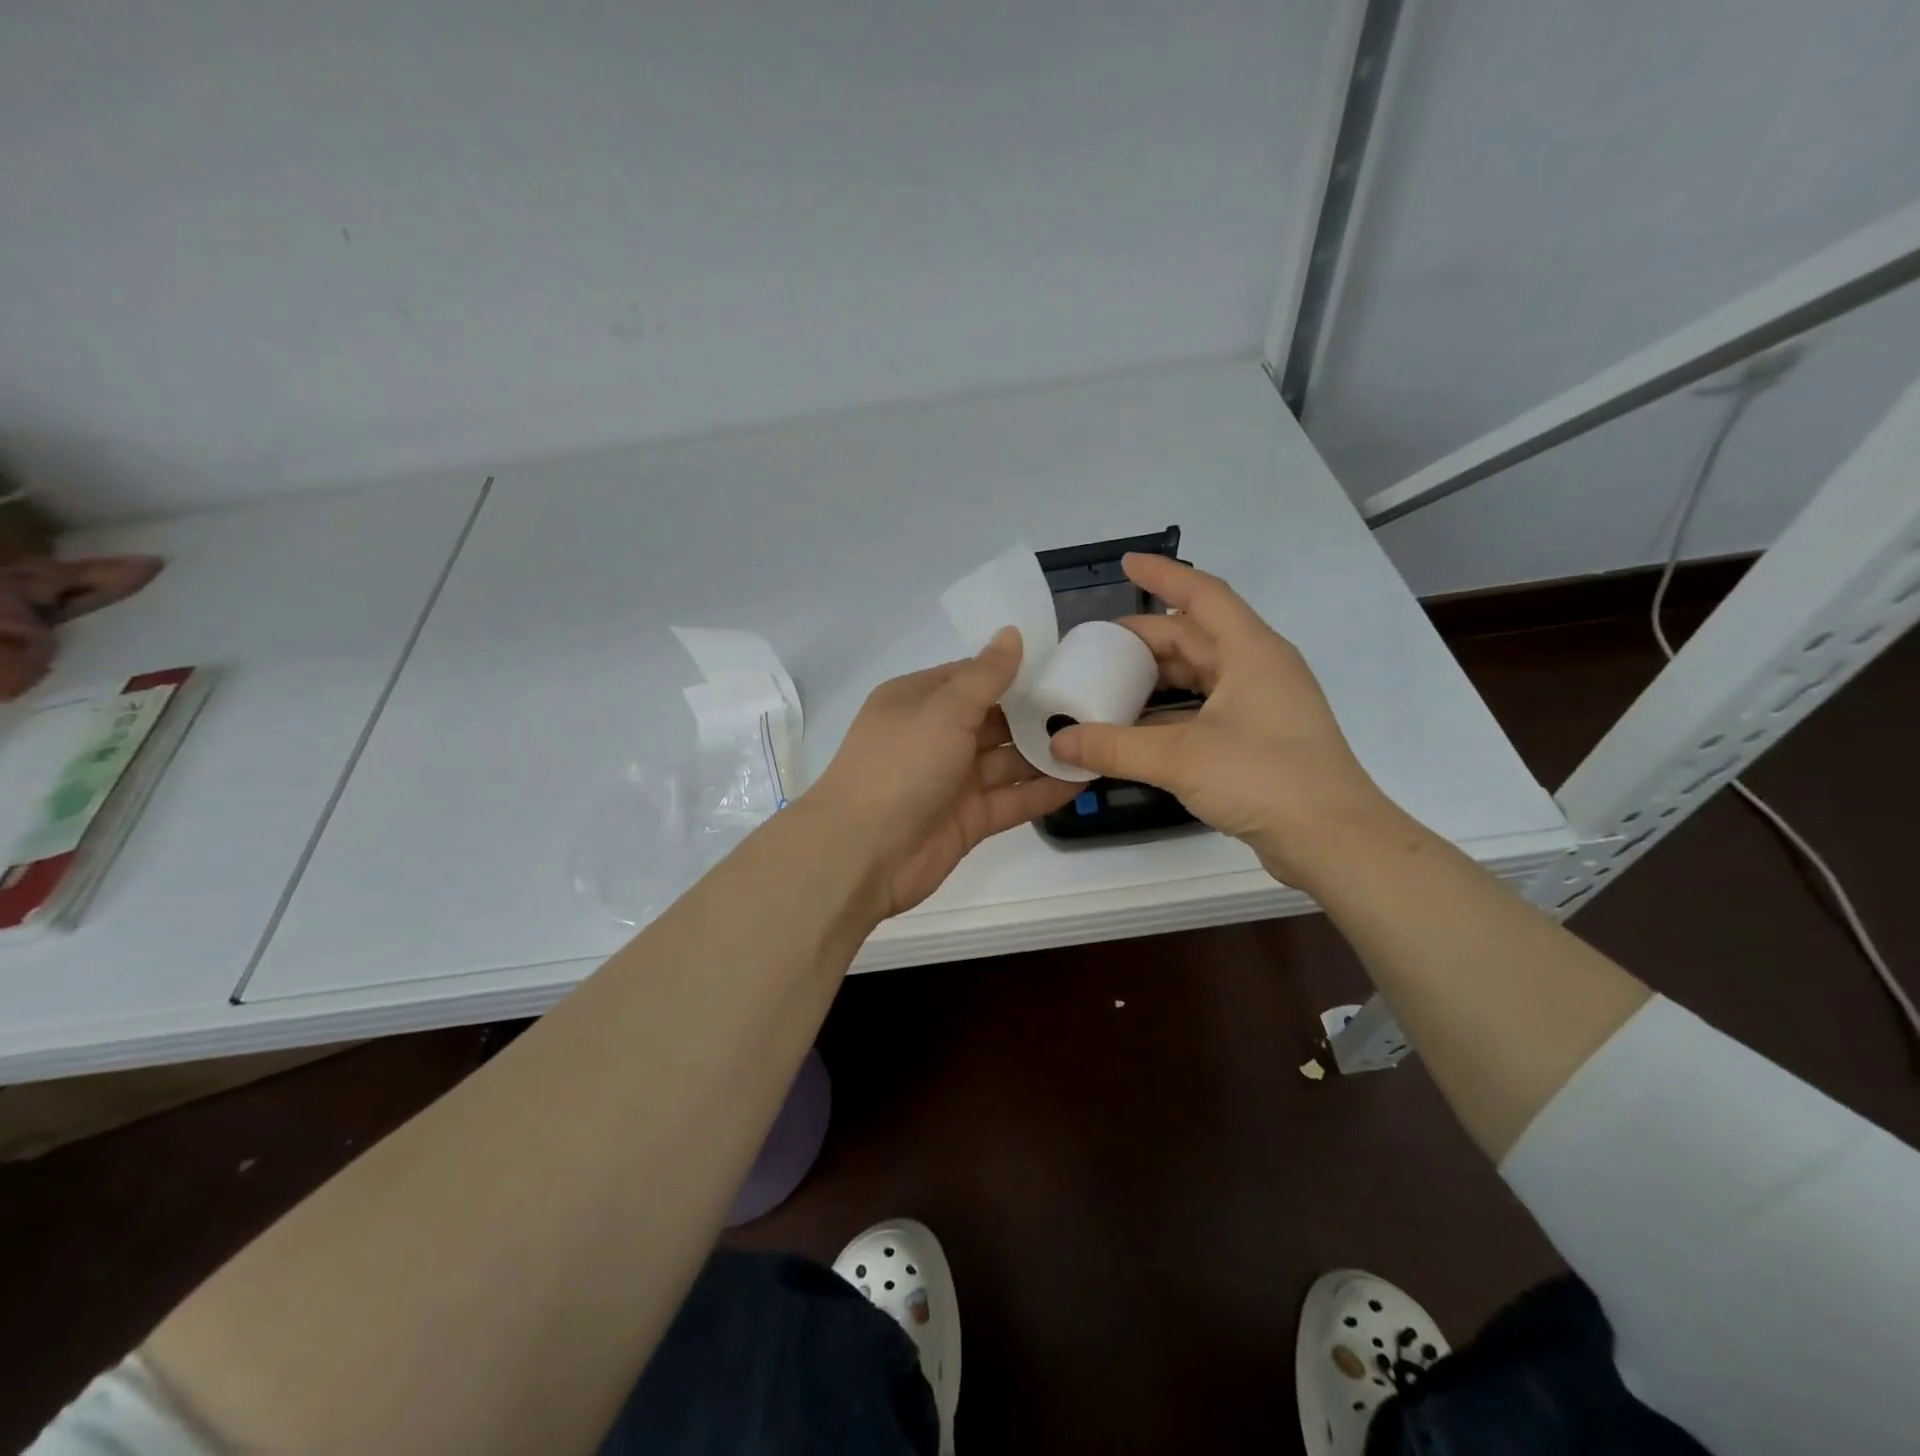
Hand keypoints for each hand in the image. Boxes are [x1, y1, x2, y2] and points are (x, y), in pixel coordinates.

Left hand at [807, 628, 1080, 917]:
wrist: (860, 854)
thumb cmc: (900, 766)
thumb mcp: (943, 710)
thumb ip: (984, 676)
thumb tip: (1012, 633)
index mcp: (918, 701)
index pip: (972, 677)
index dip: (1014, 672)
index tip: (1062, 666)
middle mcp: (935, 736)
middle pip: (994, 720)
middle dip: (1037, 714)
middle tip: (1093, 703)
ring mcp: (952, 781)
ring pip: (1007, 761)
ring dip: (1046, 752)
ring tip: (1098, 739)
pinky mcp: (968, 819)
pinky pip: (1012, 798)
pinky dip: (1043, 790)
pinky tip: (1084, 777)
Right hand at [1047, 555, 1398, 885]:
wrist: (1333, 840)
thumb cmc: (1264, 779)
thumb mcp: (1180, 758)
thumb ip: (1113, 747)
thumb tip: (1058, 742)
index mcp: (1251, 652)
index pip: (1203, 595)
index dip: (1163, 576)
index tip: (1126, 564)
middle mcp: (1259, 670)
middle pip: (1195, 637)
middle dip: (1146, 639)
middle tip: (1098, 648)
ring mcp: (1261, 706)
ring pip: (1199, 676)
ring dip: (1156, 678)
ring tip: (1109, 684)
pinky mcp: (1258, 740)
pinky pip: (1204, 710)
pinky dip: (1169, 714)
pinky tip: (1136, 729)